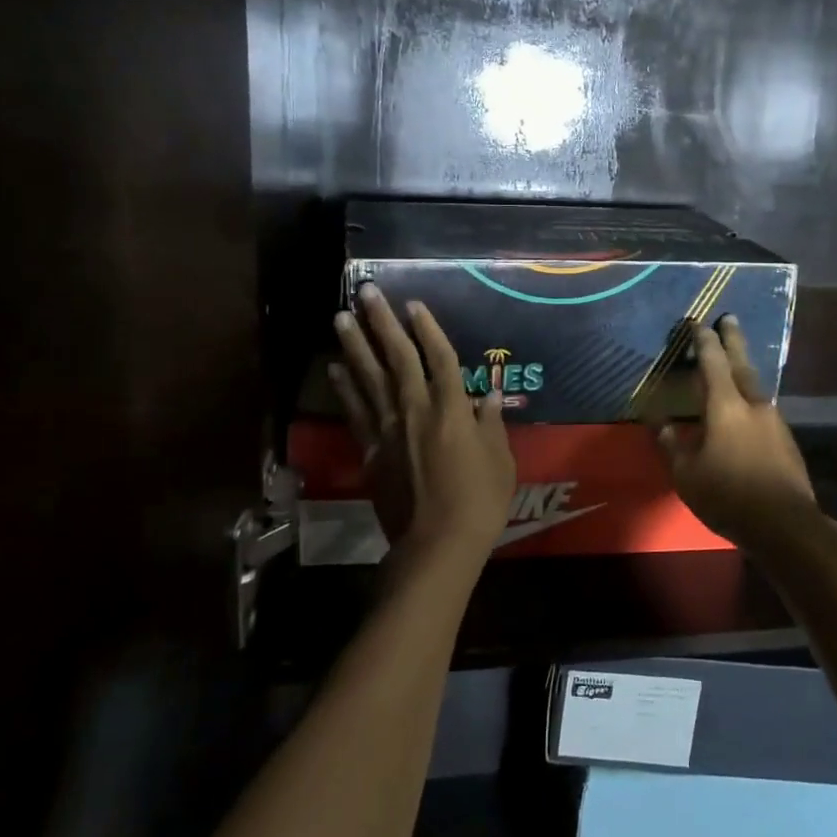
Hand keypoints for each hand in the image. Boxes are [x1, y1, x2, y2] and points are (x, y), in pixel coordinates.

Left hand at [329, 284, 515, 570]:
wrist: (437, 544)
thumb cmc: (480, 502)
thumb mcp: (500, 461)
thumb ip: (492, 425)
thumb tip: (491, 396)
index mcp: (452, 409)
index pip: (440, 359)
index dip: (428, 329)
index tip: (413, 304)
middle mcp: (416, 410)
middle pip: (397, 358)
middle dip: (382, 322)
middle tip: (365, 292)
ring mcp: (390, 429)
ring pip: (369, 379)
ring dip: (355, 346)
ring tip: (340, 317)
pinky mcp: (372, 451)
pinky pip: (356, 412)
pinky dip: (345, 389)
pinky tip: (335, 370)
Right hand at [655, 316, 818, 543]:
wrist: (785, 525)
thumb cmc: (728, 495)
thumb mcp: (687, 474)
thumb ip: (673, 444)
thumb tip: (661, 423)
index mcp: (726, 406)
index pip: (712, 363)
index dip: (704, 341)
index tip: (697, 323)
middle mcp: (753, 405)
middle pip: (742, 364)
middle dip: (733, 340)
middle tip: (729, 318)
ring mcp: (775, 422)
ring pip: (756, 386)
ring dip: (744, 369)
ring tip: (736, 361)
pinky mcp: (786, 441)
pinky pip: (764, 408)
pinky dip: (752, 398)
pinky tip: (747, 408)